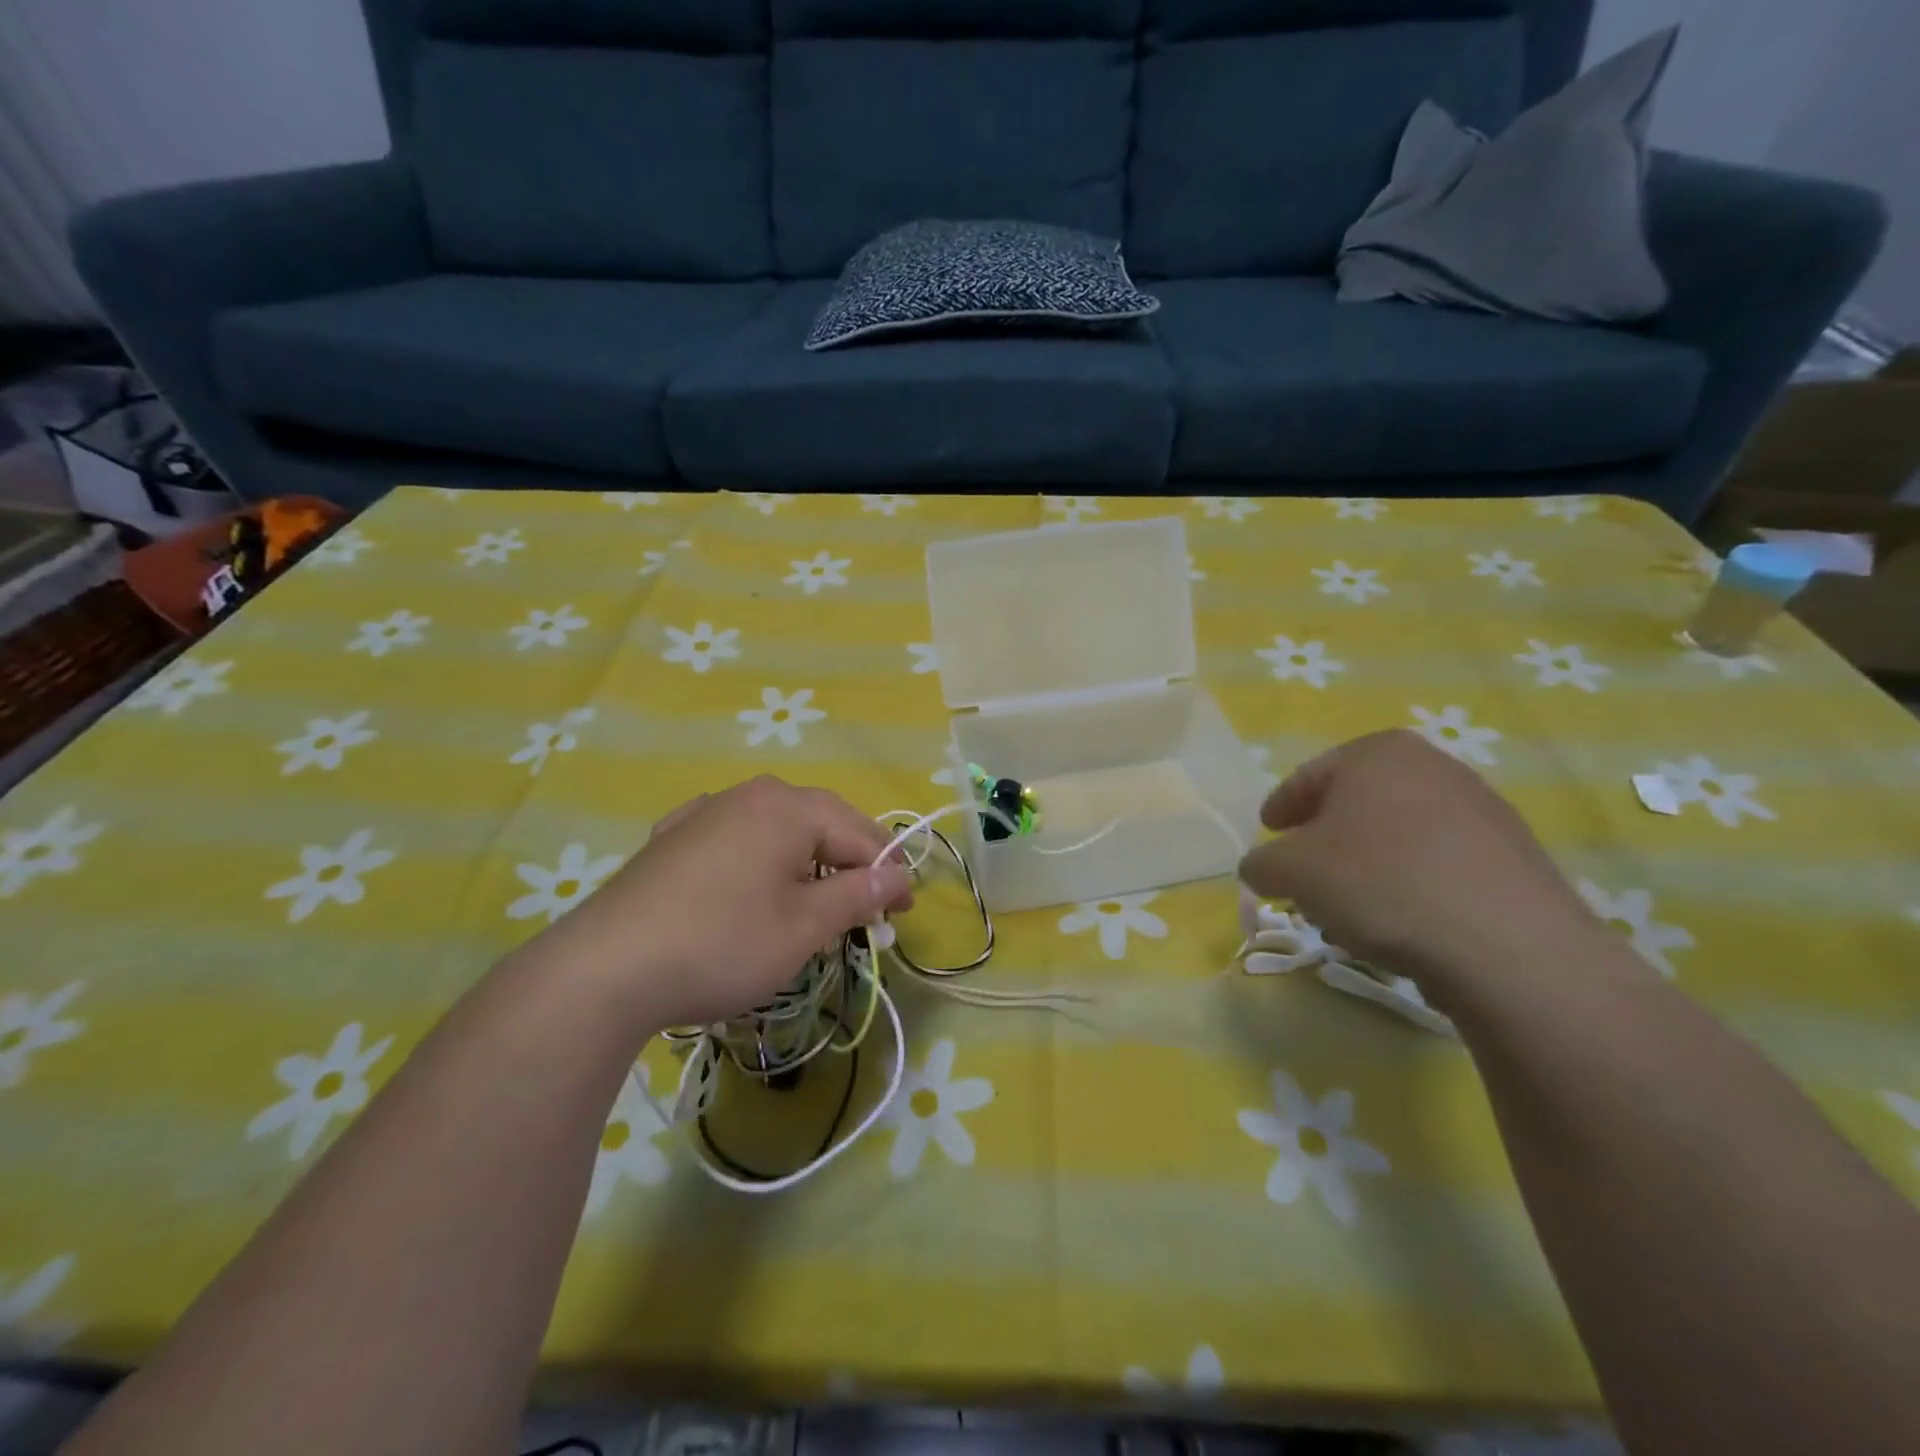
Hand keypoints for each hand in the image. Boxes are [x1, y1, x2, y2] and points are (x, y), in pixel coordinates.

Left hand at [515, 776, 912, 1032]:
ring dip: (806, 861)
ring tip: (813, 902)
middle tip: (865, 910)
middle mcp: (750, 794)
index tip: (902, 915)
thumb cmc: (721, 944)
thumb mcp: (803, 926)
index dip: (889, 873)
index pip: (860, 833)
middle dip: (850, 863)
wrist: (603, 970)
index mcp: (789, 807)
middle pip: (821, 822)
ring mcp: (705, 811)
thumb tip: (899, 876)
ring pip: (778, 829)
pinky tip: (750, 884)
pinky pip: (736, 838)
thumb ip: (858, 894)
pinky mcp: (672, 837)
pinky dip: (760, 860)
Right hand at [1237, 730, 1600, 995]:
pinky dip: (1411, 880)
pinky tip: (1402, 920)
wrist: (1507, 946)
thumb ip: (1262, 863)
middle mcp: (1433, 765)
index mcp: (1376, 753)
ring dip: (1368, 860)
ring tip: (1351, 903)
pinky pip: (1440, 861)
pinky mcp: (1515, 854)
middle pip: (1358, 800)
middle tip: (1305, 869)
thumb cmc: (1379, 883)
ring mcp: (1482, 808)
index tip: (1268, 833)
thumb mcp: (1291, 872)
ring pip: (1399, 832)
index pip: (1308, 776)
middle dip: (1327, 834)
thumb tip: (1262, 868)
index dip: (1281, 807)